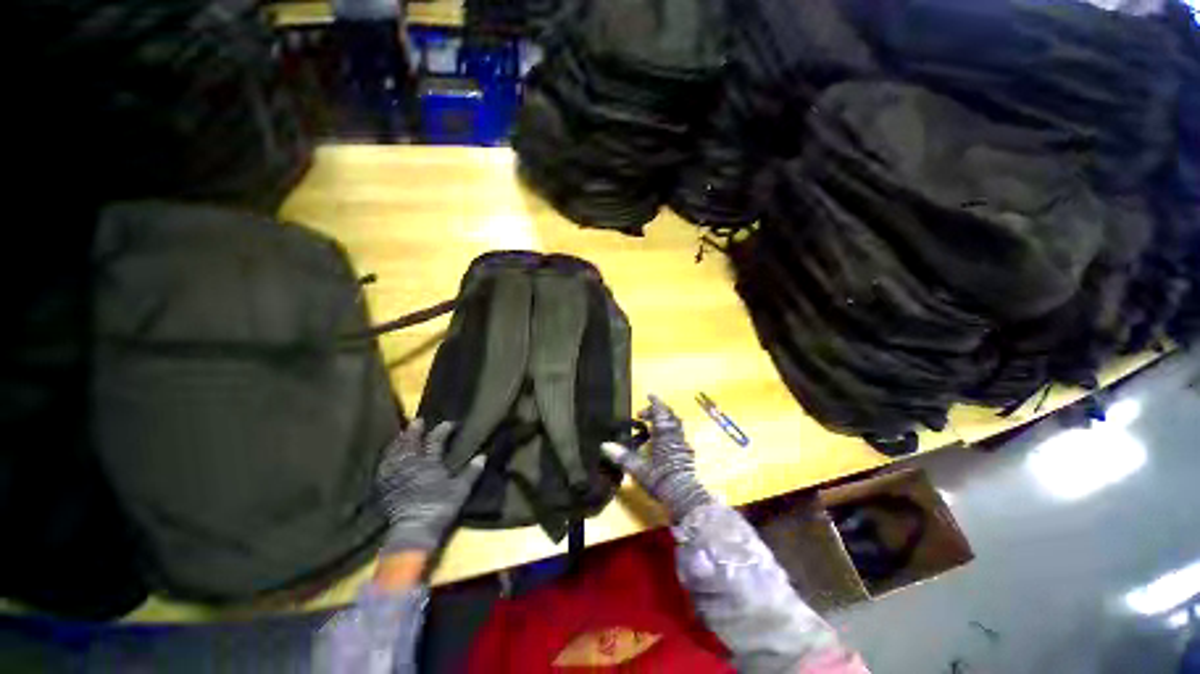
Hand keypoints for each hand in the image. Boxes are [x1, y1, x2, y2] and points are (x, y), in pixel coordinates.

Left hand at [376, 419, 484, 554]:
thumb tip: (483, 456)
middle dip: (414, 431)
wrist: (414, 530)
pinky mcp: (385, 487)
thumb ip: (471, 472)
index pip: (435, 441)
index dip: (442, 430)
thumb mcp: (461, 490)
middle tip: (417, 420)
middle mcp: (410, 465)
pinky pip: (384, 466)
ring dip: (399, 442)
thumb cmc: (440, 507)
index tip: (450, 423)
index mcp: (429, 463)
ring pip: (395, 453)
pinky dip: (387, 457)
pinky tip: (388, 456)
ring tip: (401, 434)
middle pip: (411, 443)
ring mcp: (395, 475)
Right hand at [601, 395, 713, 521]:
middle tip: (644, 414)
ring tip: (653, 425)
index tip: (649, 394)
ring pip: (676, 426)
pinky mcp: (686, 455)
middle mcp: (675, 436)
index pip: (660, 412)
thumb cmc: (660, 478)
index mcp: (664, 435)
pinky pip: (678, 436)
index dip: (655, 402)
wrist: (683, 496)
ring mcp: (682, 445)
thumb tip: (604, 445)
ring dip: (665, 421)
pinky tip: (663, 442)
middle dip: (658, 411)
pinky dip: (670, 432)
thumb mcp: (638, 468)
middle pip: (669, 416)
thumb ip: (622, 456)